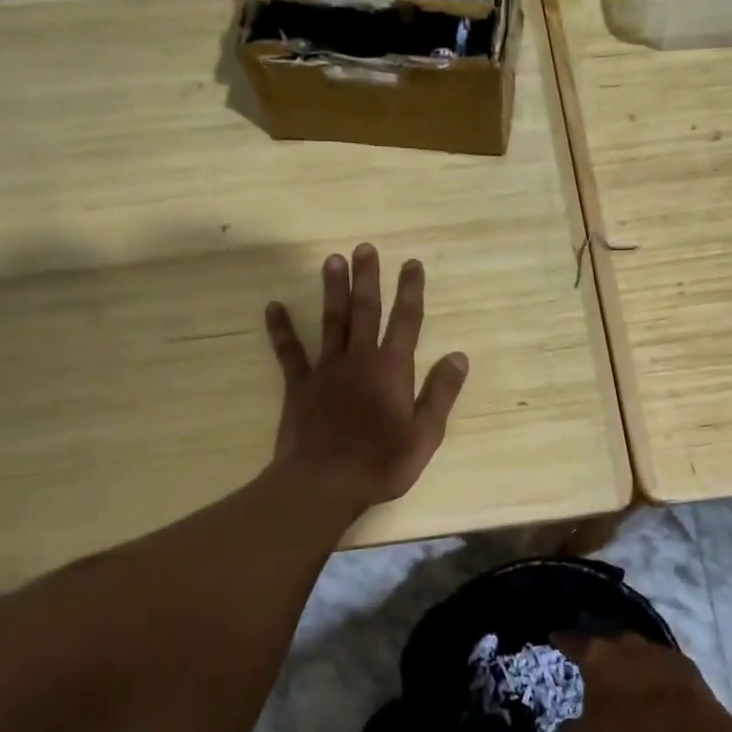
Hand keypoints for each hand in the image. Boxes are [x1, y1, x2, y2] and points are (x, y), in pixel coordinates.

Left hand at [265, 243, 468, 511]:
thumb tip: (459, 356)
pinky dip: (281, 329)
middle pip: (365, 310)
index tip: (412, 263)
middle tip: (365, 248)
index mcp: (392, 369)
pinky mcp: (299, 386)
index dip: (411, 291)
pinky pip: (289, 352)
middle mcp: (359, 359)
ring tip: (332, 260)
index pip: (406, 321)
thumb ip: (441, 393)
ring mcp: (326, 370)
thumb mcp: (425, 434)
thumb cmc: (381, 463)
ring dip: (333, 289)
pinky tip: (273, 307)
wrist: (323, 483)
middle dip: (368, 278)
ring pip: (331, 321)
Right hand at [550, 632, 719, 731]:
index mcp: (596, 655)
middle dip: (599, 648)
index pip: (572, 640)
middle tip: (593, 661)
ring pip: (636, 649)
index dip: (562, 640)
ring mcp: (657, 650)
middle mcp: (624, 643)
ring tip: (626, 675)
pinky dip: (655, 672)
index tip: (555, 637)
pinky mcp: (684, 664)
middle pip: (606, 639)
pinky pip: (662, 663)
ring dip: (629, 659)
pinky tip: (656, 688)